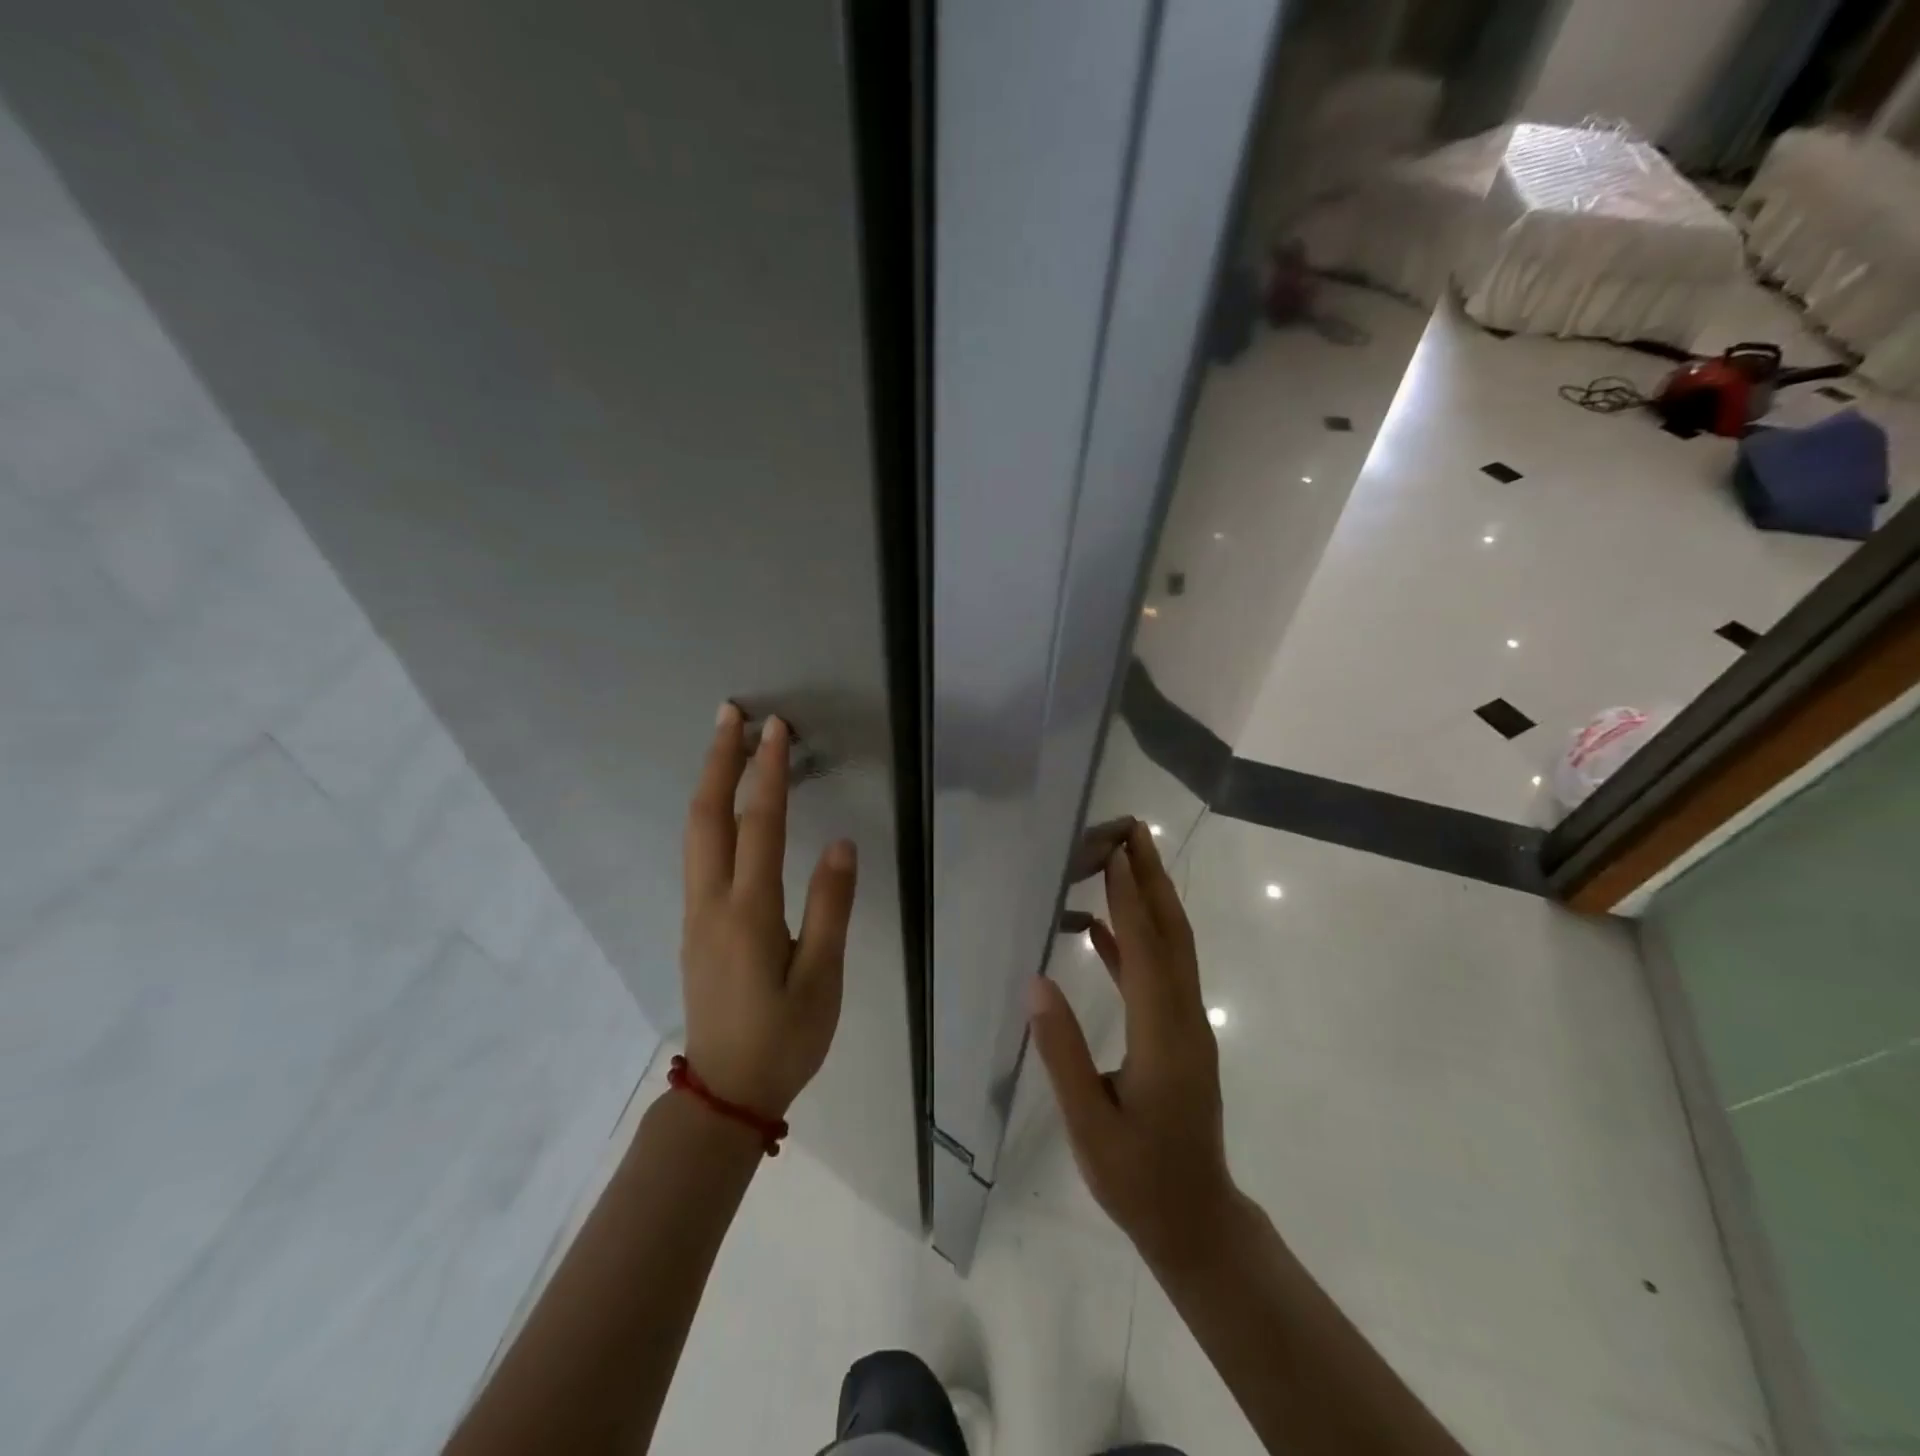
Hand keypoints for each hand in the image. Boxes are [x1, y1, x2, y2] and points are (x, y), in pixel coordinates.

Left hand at [681, 704, 856, 1118]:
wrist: (725, 1093)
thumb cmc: (784, 1038)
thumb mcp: (823, 978)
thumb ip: (830, 907)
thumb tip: (840, 844)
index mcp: (749, 912)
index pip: (759, 824)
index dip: (768, 772)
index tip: (776, 729)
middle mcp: (712, 903)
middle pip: (707, 816)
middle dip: (719, 760)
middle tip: (731, 715)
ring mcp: (696, 913)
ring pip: (694, 833)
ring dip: (709, 783)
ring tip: (725, 745)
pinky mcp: (694, 926)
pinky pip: (697, 854)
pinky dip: (709, 814)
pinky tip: (723, 807)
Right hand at [1027, 821, 1236, 1269]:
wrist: (1196, 1219)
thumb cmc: (1139, 1179)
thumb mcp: (1090, 1125)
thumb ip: (1062, 1052)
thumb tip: (1037, 982)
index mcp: (1163, 1036)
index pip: (1146, 952)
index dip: (1130, 900)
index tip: (1116, 853)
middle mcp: (1184, 1018)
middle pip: (1172, 934)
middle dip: (1153, 879)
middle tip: (1132, 831)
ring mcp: (1186, 1025)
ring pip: (1170, 948)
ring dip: (1149, 900)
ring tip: (1121, 860)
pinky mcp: (1178, 1034)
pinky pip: (1157, 974)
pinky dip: (1133, 941)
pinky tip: (1101, 928)